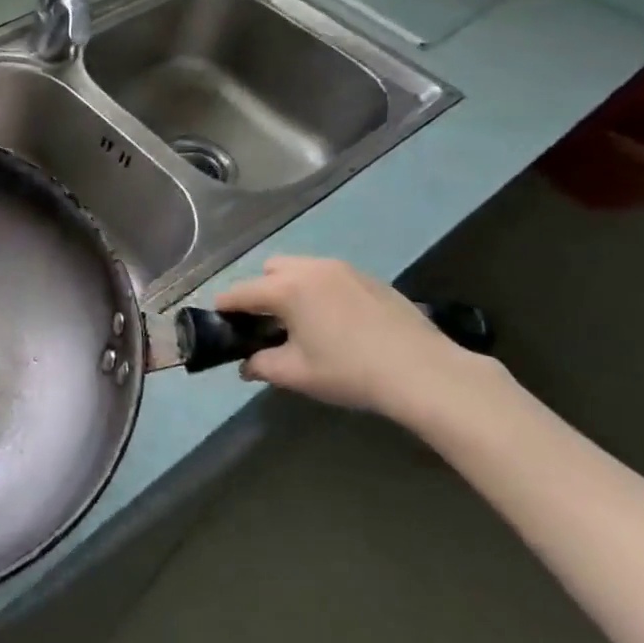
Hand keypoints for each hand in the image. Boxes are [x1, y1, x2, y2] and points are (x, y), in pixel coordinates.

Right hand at [214, 256, 496, 418]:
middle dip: (260, 291)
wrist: (423, 372)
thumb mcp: (297, 374)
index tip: (220, 322)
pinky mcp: (368, 277)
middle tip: (267, 324)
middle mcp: (310, 268)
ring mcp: (342, 269)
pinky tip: (335, 321)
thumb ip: (262, 366)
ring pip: (301, 268)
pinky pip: (329, 275)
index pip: (240, 292)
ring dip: (291, 287)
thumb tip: (246, 366)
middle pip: (270, 270)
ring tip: (301, 320)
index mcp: (286, 288)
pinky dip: (319, 290)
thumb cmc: (350, 372)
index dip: (225, 308)